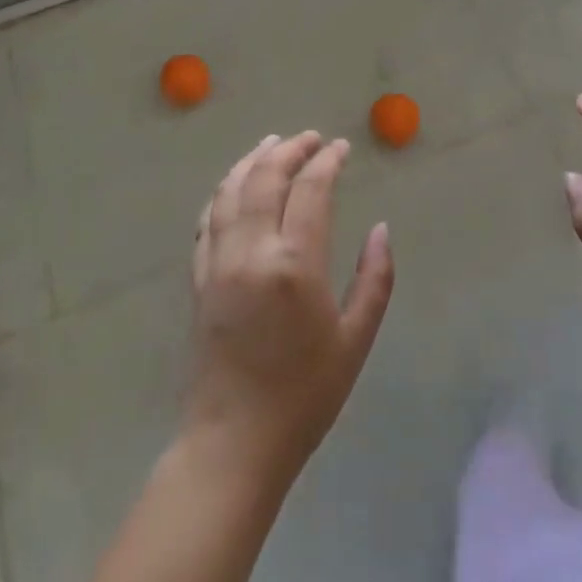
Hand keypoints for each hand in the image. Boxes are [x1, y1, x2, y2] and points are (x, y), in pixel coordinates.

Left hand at [185, 132, 394, 486]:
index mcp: (295, 264)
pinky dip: (223, 191)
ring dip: (252, 160)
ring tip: (272, 144)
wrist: (234, 442)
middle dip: (289, 149)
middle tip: (310, 139)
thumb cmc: (305, 395)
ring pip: (230, 190)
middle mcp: (252, 251)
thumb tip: (381, 229)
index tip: (342, 148)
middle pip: (265, 178)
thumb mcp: (355, 340)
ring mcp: (219, 262)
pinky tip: (234, 184)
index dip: (327, 161)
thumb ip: (374, 279)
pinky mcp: (199, 278)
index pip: (310, 190)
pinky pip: (208, 219)